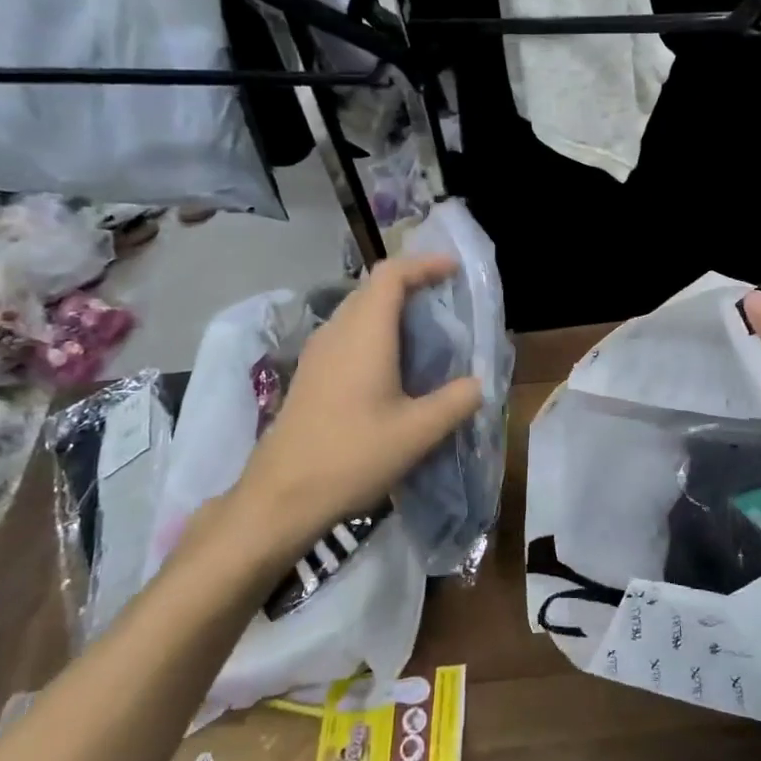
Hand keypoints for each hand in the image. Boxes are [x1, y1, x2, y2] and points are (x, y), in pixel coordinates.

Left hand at [230, 255, 483, 558]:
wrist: (282, 495)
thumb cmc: (352, 456)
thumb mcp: (417, 433)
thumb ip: (455, 401)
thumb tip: (478, 383)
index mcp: (364, 333)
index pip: (391, 274)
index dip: (424, 264)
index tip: (453, 270)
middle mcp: (337, 332)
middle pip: (373, 288)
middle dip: (411, 284)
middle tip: (446, 300)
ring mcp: (318, 353)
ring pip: (357, 311)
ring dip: (391, 310)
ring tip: (426, 330)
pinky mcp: (310, 374)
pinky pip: (347, 334)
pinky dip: (375, 332)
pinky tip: (393, 365)